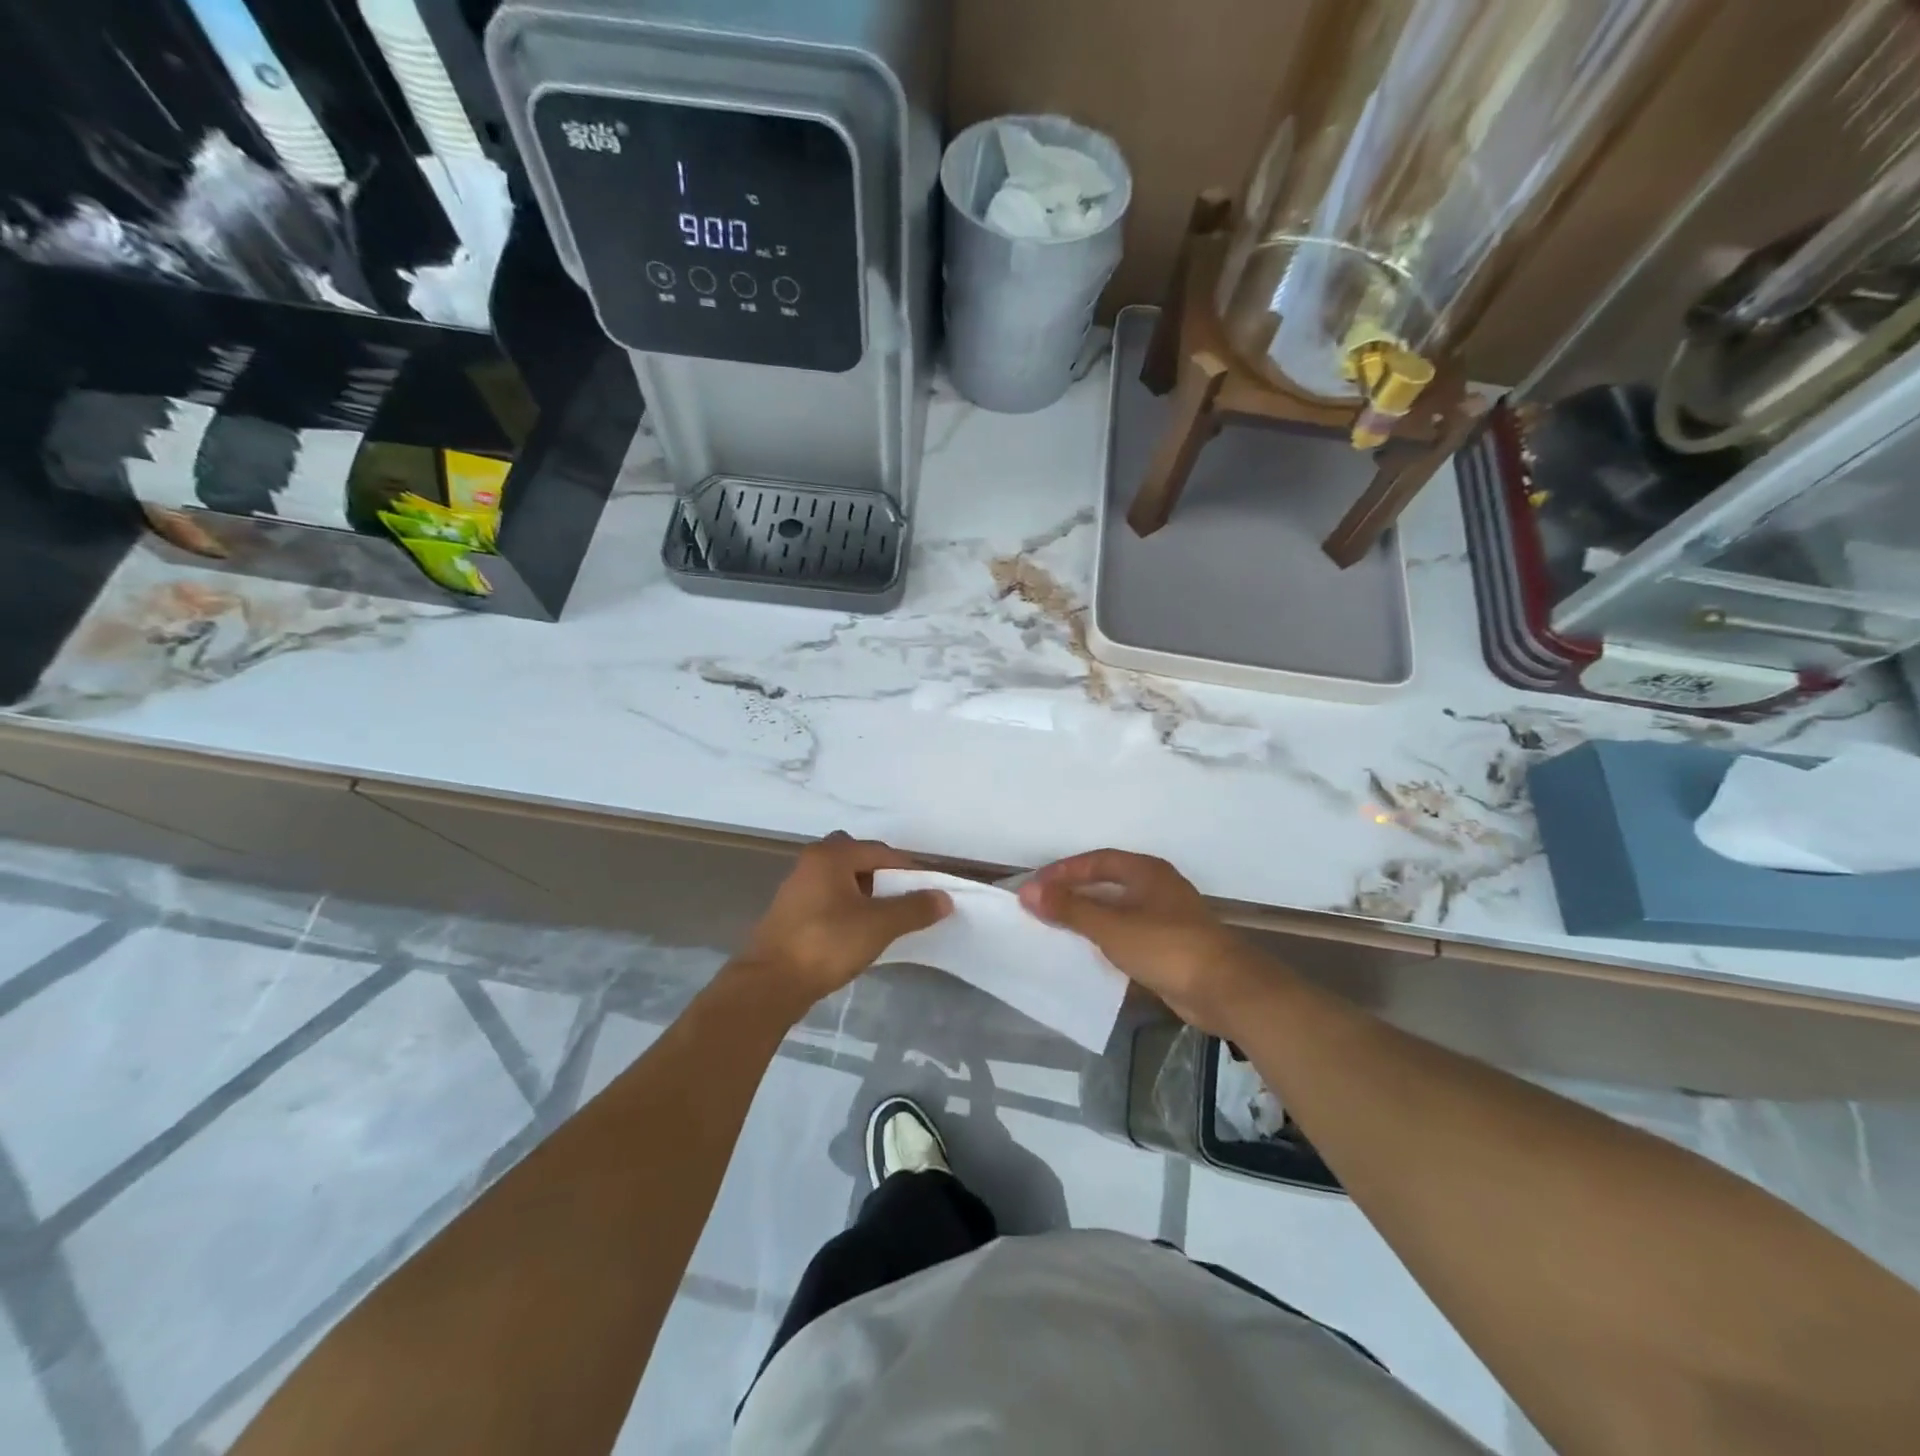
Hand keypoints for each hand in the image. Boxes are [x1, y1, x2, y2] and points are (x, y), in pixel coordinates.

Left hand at [738, 833, 950, 1015]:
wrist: (770, 983)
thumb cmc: (827, 943)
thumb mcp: (879, 925)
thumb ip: (914, 908)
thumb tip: (943, 897)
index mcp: (831, 855)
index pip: (881, 852)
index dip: (909, 870)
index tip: (930, 890)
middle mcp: (811, 863)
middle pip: (858, 860)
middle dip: (884, 876)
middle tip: (904, 899)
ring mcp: (797, 888)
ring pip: (841, 880)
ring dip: (865, 893)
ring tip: (886, 918)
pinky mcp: (790, 913)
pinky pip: (828, 899)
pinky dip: (848, 908)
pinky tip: (858, 932)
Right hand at [1020, 850, 1277, 1036]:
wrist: (1224, 990)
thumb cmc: (1166, 946)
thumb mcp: (1111, 926)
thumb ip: (1069, 908)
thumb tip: (1028, 892)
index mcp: (1146, 871)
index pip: (1096, 861)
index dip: (1063, 871)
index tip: (1035, 886)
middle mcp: (1157, 887)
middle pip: (1107, 883)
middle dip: (1074, 892)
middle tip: (1042, 905)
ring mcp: (1167, 917)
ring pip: (1118, 910)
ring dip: (1089, 917)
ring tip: (1057, 928)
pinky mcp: (1171, 946)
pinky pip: (1129, 934)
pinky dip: (1106, 939)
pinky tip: (1089, 953)